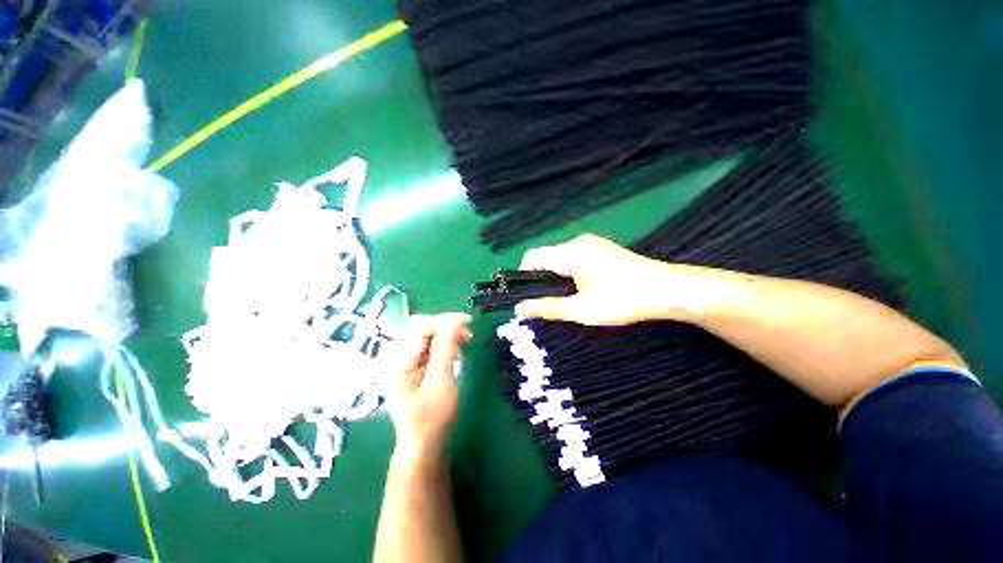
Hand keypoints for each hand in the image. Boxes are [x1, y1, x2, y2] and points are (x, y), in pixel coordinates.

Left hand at [385, 313, 471, 472]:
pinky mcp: (411, 366)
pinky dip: (444, 344)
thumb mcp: (440, 382)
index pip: (420, 329)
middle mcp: (394, 357)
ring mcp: (402, 361)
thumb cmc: (431, 418)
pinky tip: (455, 351)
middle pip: (422, 329)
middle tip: (469, 333)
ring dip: (447, 335)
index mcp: (395, 361)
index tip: (468, 321)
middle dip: (447, 327)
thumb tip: (455, 322)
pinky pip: (428, 346)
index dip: (445, 321)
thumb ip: (445, 349)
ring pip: (427, 336)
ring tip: (465, 342)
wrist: (423, 445)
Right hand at [515, 234, 710, 325]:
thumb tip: (519, 309)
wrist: (668, 290)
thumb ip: (547, 307)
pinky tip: (584, 290)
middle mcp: (578, 242)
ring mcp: (592, 243)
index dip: (523, 276)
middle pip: (547, 257)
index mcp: (571, 252)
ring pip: (561, 259)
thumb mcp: (581, 310)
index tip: (529, 297)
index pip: (532, 257)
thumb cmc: (622, 301)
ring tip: (569, 299)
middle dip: (542, 280)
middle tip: (550, 303)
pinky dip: (570, 273)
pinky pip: (575, 258)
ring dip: (557, 278)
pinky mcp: (602, 249)